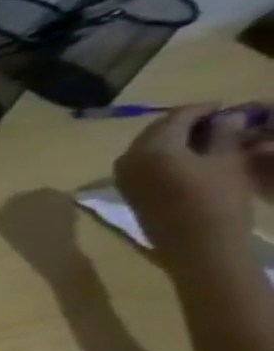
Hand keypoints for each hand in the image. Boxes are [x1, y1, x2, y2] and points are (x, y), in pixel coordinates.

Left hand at [115, 105, 273, 271]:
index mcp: (152, 148)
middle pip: (157, 130)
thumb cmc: (217, 199)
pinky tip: (189, 155)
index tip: (227, 106)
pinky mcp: (125, 188)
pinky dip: (164, 154)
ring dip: (175, 138)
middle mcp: (127, 158)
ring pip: (148, 145)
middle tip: (220, 120)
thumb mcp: (228, 160)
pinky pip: (142, 162)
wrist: (196, 244)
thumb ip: (223, 134)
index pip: (176, 117)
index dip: (203, 109)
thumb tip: (224, 115)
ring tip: (208, 137)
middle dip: (187, 123)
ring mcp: (122, 175)